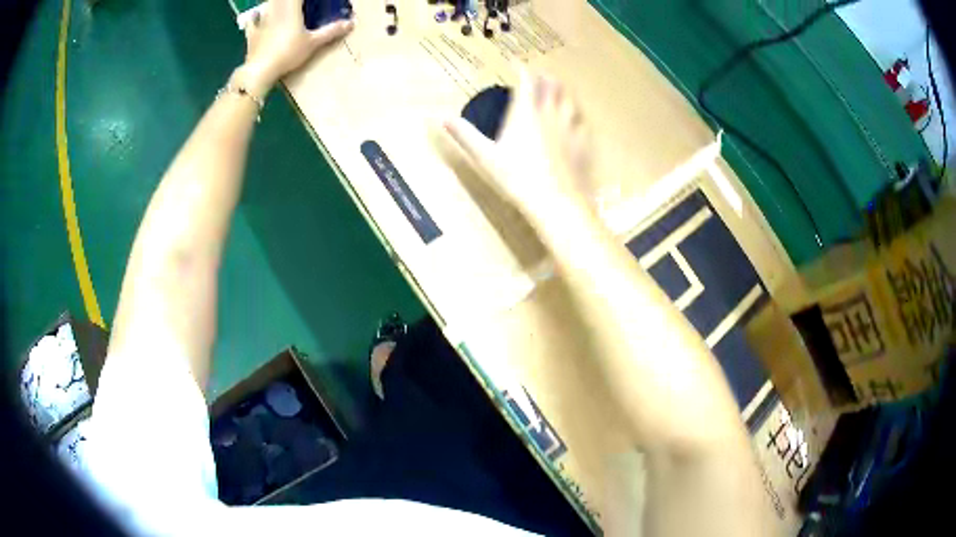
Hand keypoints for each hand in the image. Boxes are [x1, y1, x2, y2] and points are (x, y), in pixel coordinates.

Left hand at [239, 0, 352, 94]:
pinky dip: (255, 17)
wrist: (260, 70)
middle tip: (299, 5)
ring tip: (281, 6)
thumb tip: (351, 23)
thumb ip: (331, 31)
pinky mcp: (252, 33)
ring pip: (268, 4)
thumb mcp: (313, 43)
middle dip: (290, 1)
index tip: (314, 2)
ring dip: (275, 3)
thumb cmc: (288, 53)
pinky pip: (253, 20)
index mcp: (291, 8)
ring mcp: (262, 20)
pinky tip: (256, 16)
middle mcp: (276, 9)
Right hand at [444, 70, 592, 226]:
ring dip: (564, 91)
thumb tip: (442, 118)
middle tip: (541, 76)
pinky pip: (583, 121)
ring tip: (560, 90)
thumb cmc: (517, 178)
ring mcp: (571, 127)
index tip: (518, 64)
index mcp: (526, 112)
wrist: (557, 201)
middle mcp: (551, 113)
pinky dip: (578, 114)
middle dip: (546, 77)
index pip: (527, 81)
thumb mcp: (485, 157)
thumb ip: (465, 135)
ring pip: (571, 100)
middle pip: (553, 86)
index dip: (522, 70)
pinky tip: (577, 119)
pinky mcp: (585, 143)